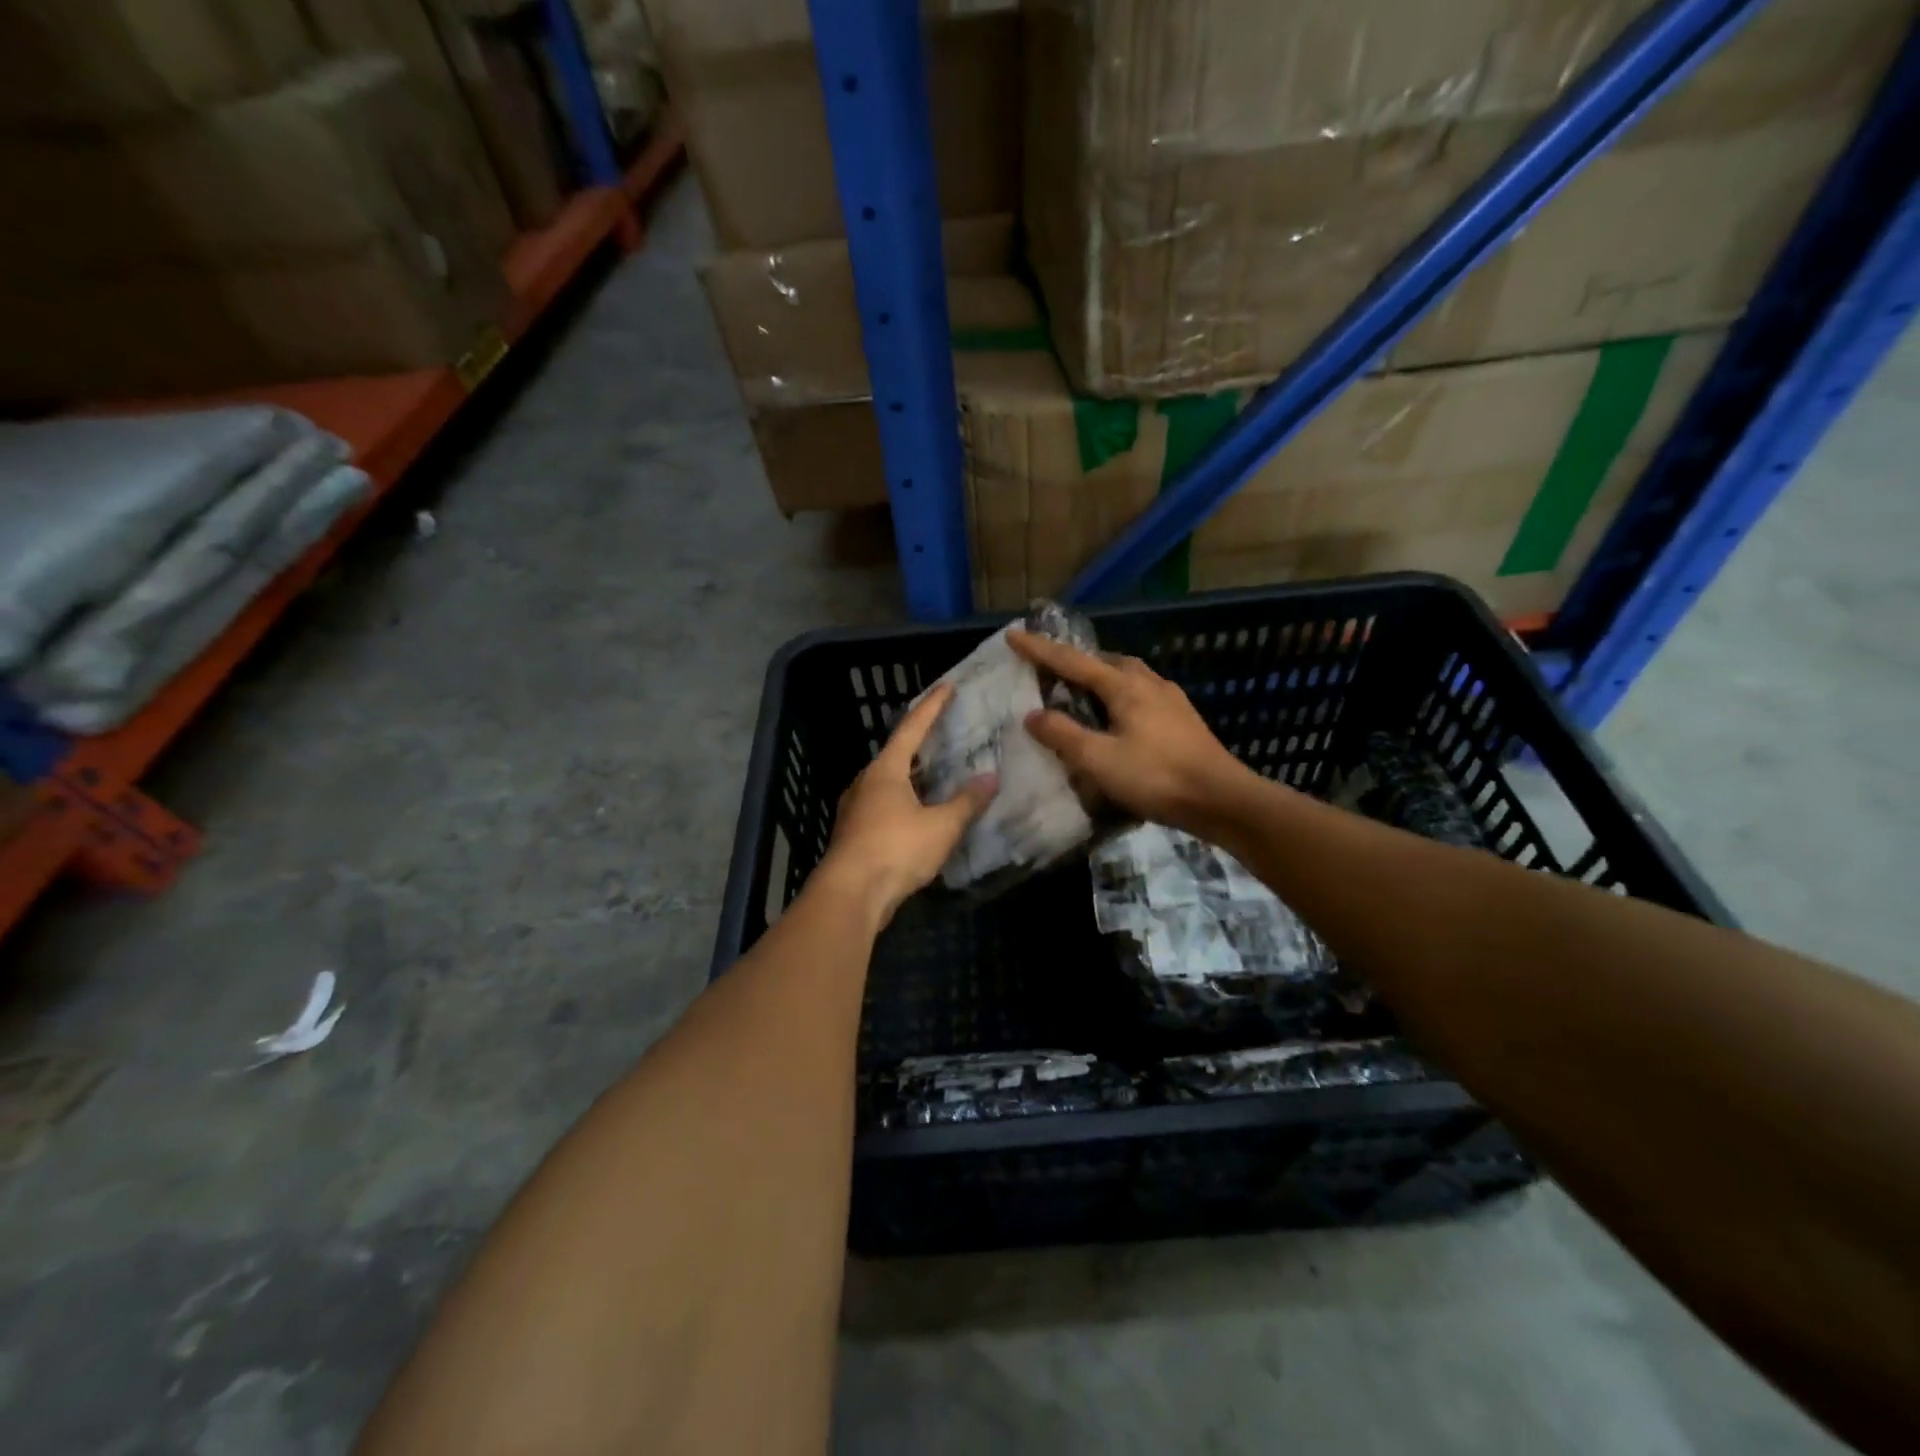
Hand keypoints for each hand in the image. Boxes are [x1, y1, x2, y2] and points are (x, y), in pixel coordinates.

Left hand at [814, 683, 996, 921]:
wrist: (850, 895)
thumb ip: (967, 802)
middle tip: (945, 734)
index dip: (932, 706)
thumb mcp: (941, 826)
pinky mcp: (855, 834)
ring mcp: (856, 808)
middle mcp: (866, 782)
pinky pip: (884, 806)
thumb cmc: (896, 850)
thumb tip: (990, 778)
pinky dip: (905, 801)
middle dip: (921, 743)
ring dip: (912, 776)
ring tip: (938, 774)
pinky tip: (920, 813)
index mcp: (885, 770)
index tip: (947, 686)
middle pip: (896, 754)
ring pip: (888, 782)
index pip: (912, 728)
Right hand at [1007, 629, 1254, 835]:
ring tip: (1081, 693)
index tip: (1013, 635)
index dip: (1040, 650)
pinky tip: (1118, 718)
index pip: (1072, 661)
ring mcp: (1170, 700)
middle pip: (1105, 661)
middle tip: (1050, 669)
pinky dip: (1119, 696)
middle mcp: (1148, 683)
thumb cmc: (1156, 777)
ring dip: (1100, 678)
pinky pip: (1142, 695)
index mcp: (1125, 686)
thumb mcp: (1099, 759)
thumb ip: (1063, 734)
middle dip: (1075, 661)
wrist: (1221, 799)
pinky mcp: (1183, 719)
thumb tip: (1033, 715)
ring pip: (1127, 676)